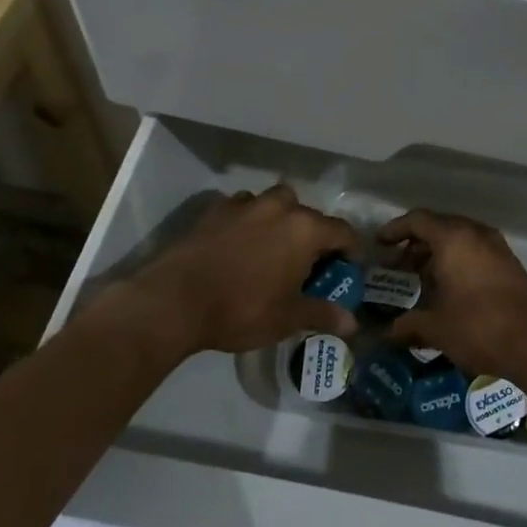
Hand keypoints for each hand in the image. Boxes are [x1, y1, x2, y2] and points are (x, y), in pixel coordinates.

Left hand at [125, 186, 359, 356]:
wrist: (174, 301)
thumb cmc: (241, 309)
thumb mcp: (287, 318)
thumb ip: (322, 314)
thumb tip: (352, 323)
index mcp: (304, 229)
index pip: (342, 231)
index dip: (350, 250)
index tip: (349, 268)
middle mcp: (279, 207)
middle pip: (308, 213)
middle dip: (313, 234)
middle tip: (308, 263)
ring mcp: (244, 204)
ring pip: (274, 203)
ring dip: (280, 220)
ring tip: (273, 249)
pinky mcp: (214, 210)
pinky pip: (242, 208)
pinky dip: (248, 221)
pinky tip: (240, 244)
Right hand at [376, 210, 526, 379]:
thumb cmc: (478, 327)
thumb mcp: (436, 328)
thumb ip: (408, 324)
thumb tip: (386, 332)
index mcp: (453, 238)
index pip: (417, 220)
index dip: (395, 230)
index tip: (379, 245)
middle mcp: (476, 233)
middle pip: (439, 227)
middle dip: (415, 245)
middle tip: (397, 267)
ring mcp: (497, 247)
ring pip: (459, 240)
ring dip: (437, 255)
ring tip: (420, 281)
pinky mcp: (510, 264)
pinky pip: (475, 252)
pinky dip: (457, 262)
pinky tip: (448, 290)